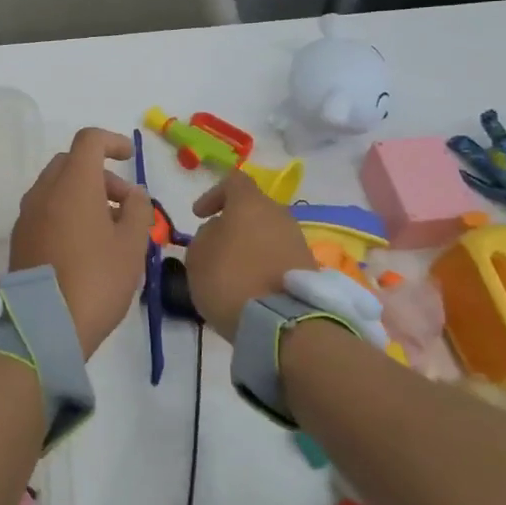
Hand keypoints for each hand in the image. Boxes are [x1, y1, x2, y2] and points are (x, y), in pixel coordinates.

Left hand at [9, 127, 152, 357]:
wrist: (44, 324)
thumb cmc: (97, 279)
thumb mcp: (131, 245)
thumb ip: (137, 210)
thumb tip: (132, 194)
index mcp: (73, 184)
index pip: (89, 141)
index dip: (112, 142)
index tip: (130, 157)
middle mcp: (44, 191)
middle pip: (71, 163)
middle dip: (100, 175)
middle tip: (124, 205)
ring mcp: (27, 215)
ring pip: (56, 187)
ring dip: (83, 194)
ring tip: (109, 231)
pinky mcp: (19, 237)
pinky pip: (45, 210)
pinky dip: (65, 212)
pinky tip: (84, 245)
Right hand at [185, 171, 314, 339]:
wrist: (282, 323)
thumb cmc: (230, 279)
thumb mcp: (197, 256)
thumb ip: (205, 235)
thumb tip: (219, 231)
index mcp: (250, 204)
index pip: (234, 181)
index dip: (213, 194)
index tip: (199, 215)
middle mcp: (279, 215)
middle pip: (253, 209)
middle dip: (233, 223)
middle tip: (215, 244)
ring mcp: (297, 241)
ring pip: (267, 233)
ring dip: (249, 245)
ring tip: (232, 269)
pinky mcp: (308, 267)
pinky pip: (278, 255)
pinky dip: (263, 263)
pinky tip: (250, 285)